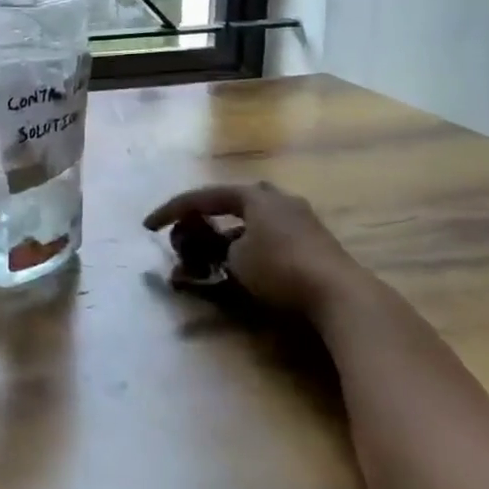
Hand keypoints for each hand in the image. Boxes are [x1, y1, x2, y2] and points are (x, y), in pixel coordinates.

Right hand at [144, 181, 363, 317]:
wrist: (340, 294)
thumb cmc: (281, 268)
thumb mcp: (237, 260)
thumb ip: (217, 250)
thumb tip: (216, 252)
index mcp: (253, 194)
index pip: (201, 197)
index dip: (171, 211)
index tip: (148, 225)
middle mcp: (276, 197)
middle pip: (229, 202)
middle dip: (205, 217)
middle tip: (188, 233)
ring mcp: (299, 217)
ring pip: (251, 221)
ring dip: (228, 235)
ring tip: (214, 255)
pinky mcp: (314, 241)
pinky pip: (269, 236)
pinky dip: (250, 246)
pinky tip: (245, 266)